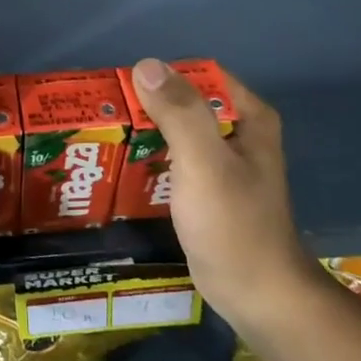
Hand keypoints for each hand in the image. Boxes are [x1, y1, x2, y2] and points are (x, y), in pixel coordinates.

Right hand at [129, 58, 319, 339]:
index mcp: (247, 116)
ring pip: (175, 131)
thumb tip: (145, 65)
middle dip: (144, 105)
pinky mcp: (207, 189)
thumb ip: (179, 112)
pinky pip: (173, 159)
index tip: (118, 89)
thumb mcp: (204, 162)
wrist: (257, 295)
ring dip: (143, 131)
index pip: (196, 75)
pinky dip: (150, 158)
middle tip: (103, 115)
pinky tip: (121, 166)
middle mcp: (237, 132)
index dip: (158, 77)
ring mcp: (222, 162)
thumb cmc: (234, 224)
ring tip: (103, 136)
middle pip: (183, 102)